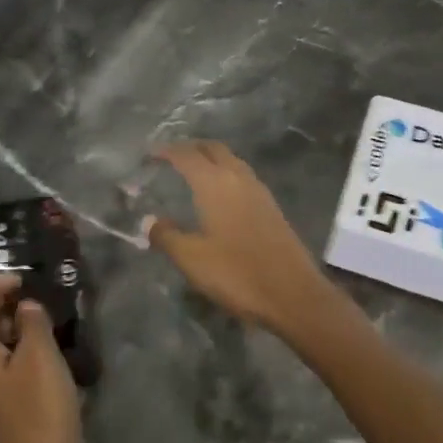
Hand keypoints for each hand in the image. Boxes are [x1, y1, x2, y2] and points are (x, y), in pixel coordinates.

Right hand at [147, 141, 332, 335]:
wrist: (293, 294)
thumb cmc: (237, 274)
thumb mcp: (192, 259)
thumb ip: (167, 236)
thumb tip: (149, 221)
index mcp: (215, 184)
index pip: (187, 155)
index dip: (166, 151)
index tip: (149, 154)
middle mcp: (238, 178)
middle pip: (213, 149)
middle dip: (191, 148)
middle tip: (171, 156)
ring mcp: (259, 191)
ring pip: (231, 161)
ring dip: (211, 159)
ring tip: (192, 172)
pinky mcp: (271, 207)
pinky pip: (243, 177)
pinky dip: (226, 174)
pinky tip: (219, 195)